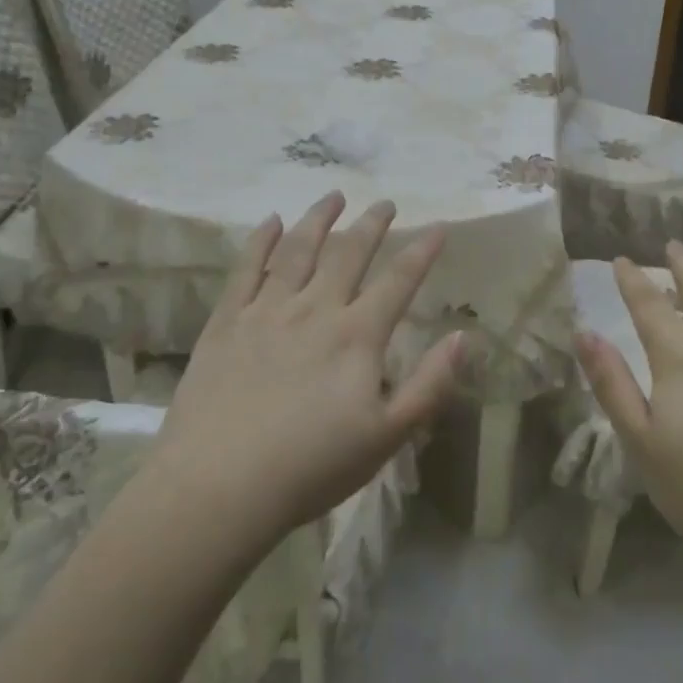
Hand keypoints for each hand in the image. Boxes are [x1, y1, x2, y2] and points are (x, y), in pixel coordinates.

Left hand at [153, 193, 461, 540]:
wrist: (220, 486)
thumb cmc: (311, 467)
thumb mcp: (387, 437)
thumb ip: (429, 384)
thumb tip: (463, 337)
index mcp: (357, 336)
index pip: (399, 280)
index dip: (422, 250)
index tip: (439, 225)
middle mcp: (315, 309)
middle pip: (349, 253)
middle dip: (372, 224)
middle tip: (385, 203)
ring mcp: (267, 310)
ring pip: (298, 249)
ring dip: (319, 219)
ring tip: (333, 196)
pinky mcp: (227, 321)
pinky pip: (246, 268)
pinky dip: (261, 240)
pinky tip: (270, 221)